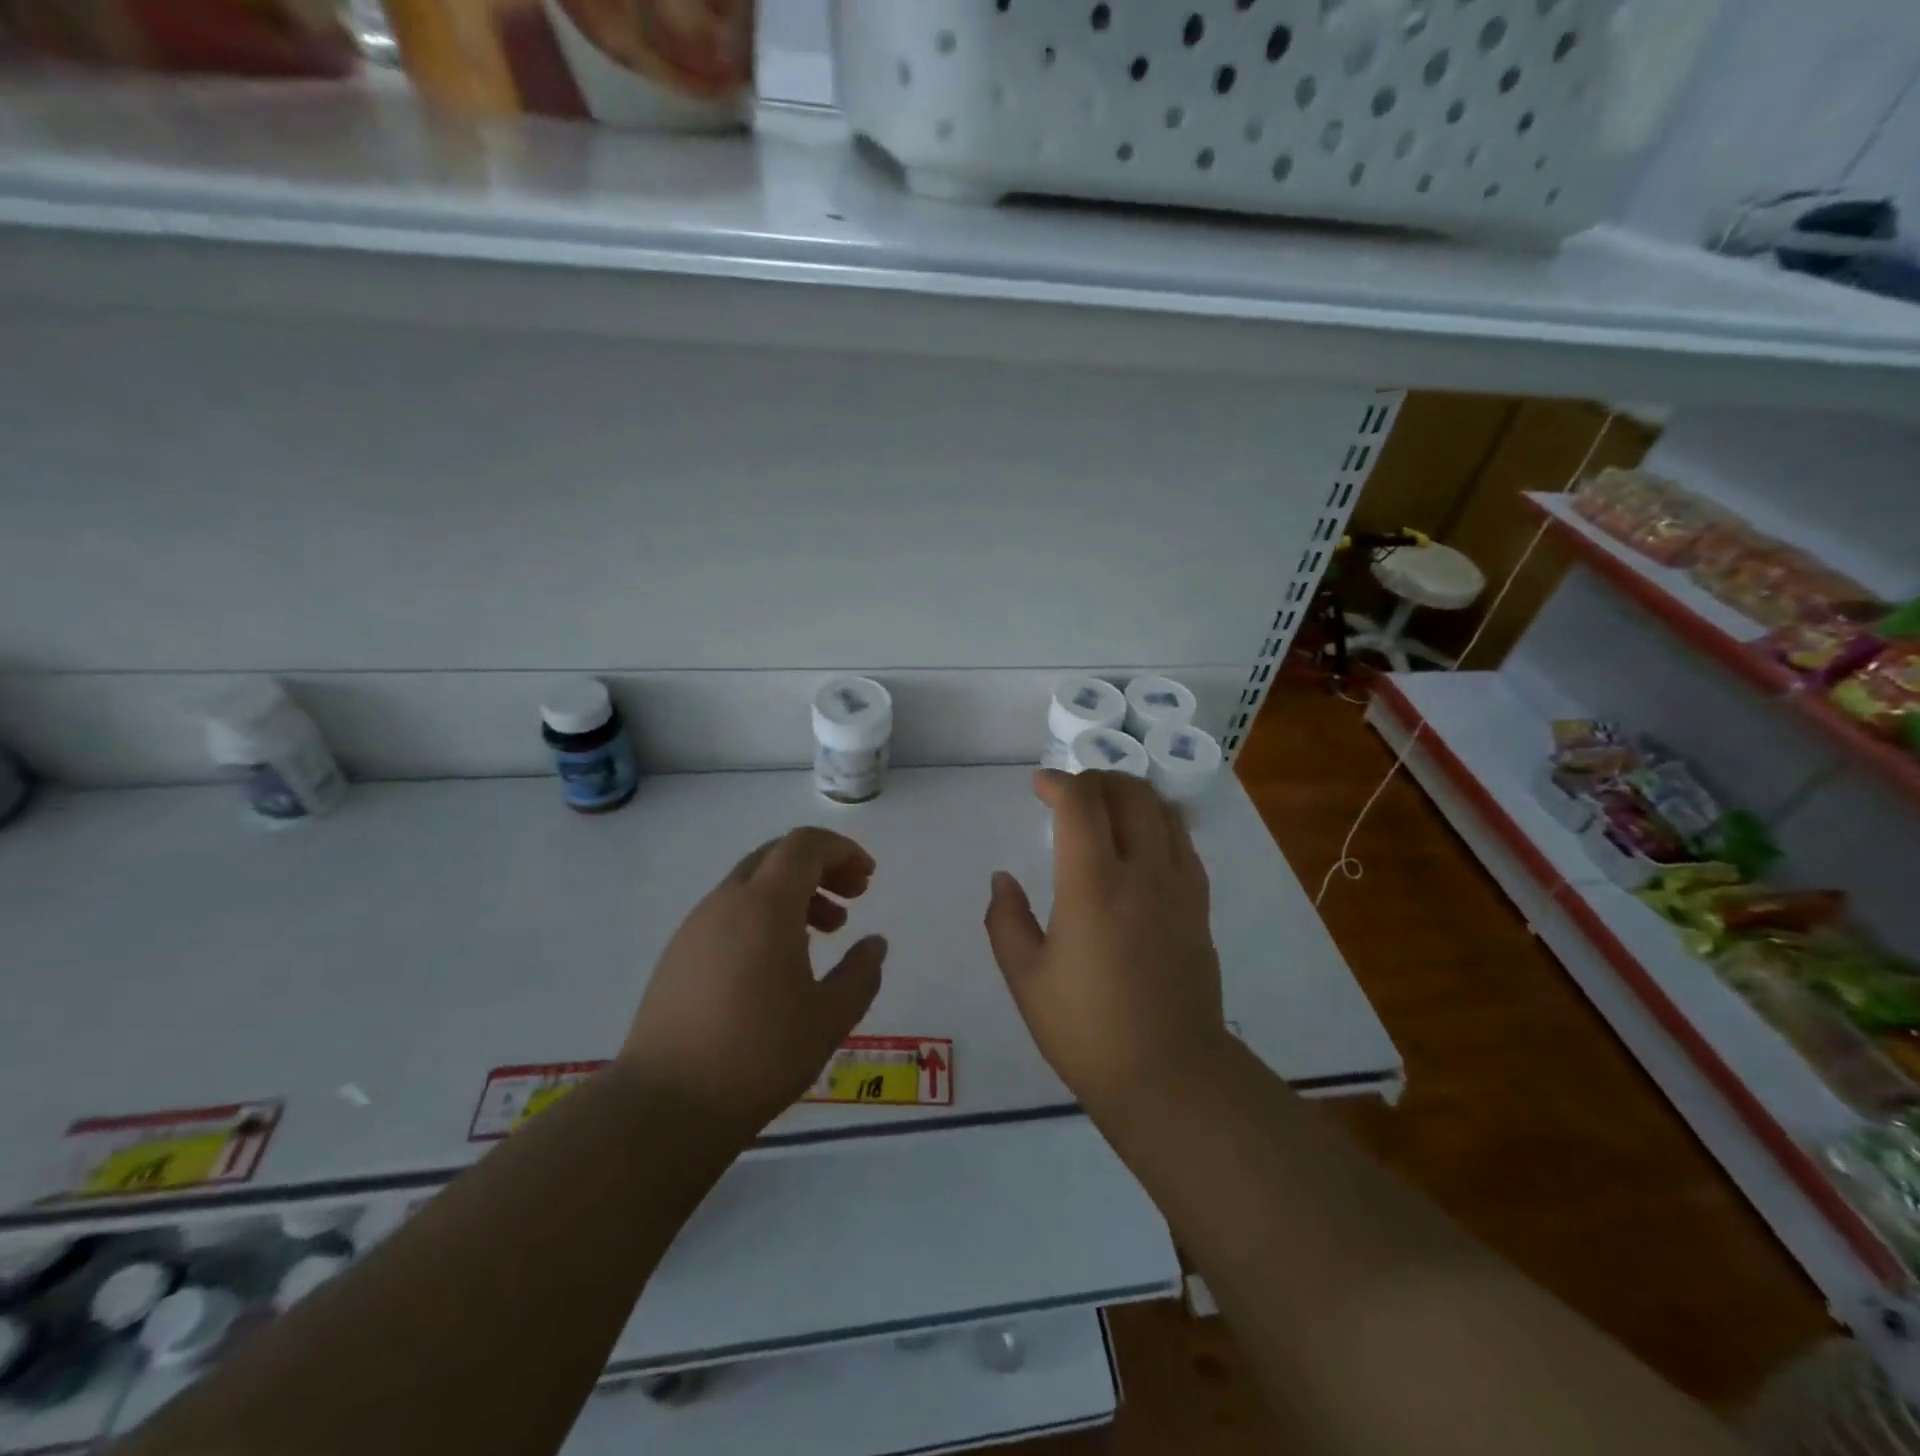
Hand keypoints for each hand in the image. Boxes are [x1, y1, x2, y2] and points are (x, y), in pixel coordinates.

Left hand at [623, 827, 886, 1136]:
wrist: (663, 1106)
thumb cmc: (758, 1056)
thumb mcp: (829, 1018)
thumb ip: (861, 974)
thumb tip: (874, 944)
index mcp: (764, 905)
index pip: (804, 845)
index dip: (841, 850)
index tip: (868, 877)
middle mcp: (726, 902)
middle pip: (777, 856)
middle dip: (821, 867)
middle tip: (853, 897)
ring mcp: (696, 927)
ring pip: (752, 884)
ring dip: (794, 893)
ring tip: (824, 932)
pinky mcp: (678, 954)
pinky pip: (730, 912)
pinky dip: (764, 915)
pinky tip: (779, 961)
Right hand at [984, 770, 1226, 1113]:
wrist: (1169, 1074)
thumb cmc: (1087, 1029)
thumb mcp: (1025, 978)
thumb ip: (1006, 920)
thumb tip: (1003, 879)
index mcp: (1093, 885)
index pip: (1081, 804)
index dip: (1057, 783)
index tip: (1038, 786)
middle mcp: (1142, 871)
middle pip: (1128, 793)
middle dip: (1095, 779)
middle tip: (1069, 794)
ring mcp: (1179, 885)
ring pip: (1162, 809)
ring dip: (1130, 793)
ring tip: (1105, 806)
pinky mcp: (1200, 905)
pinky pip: (1184, 840)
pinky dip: (1160, 820)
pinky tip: (1144, 837)